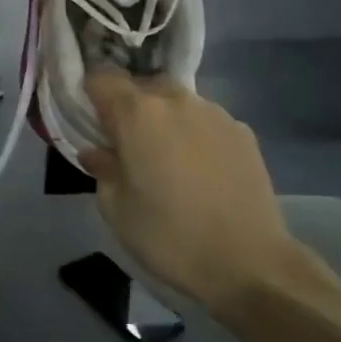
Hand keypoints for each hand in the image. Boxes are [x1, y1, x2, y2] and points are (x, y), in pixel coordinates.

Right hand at [81, 72, 302, 316]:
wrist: (250, 263)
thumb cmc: (169, 236)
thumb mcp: (116, 209)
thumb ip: (102, 169)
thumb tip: (96, 152)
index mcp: (136, 114)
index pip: (102, 78)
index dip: (91, 95)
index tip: (91, 121)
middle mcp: (175, 101)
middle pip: (141, 86)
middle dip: (129, 107)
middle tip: (127, 145)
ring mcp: (214, 113)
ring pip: (176, 102)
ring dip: (164, 120)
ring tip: (168, 160)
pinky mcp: (243, 132)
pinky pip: (205, 121)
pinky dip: (195, 135)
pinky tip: (201, 171)